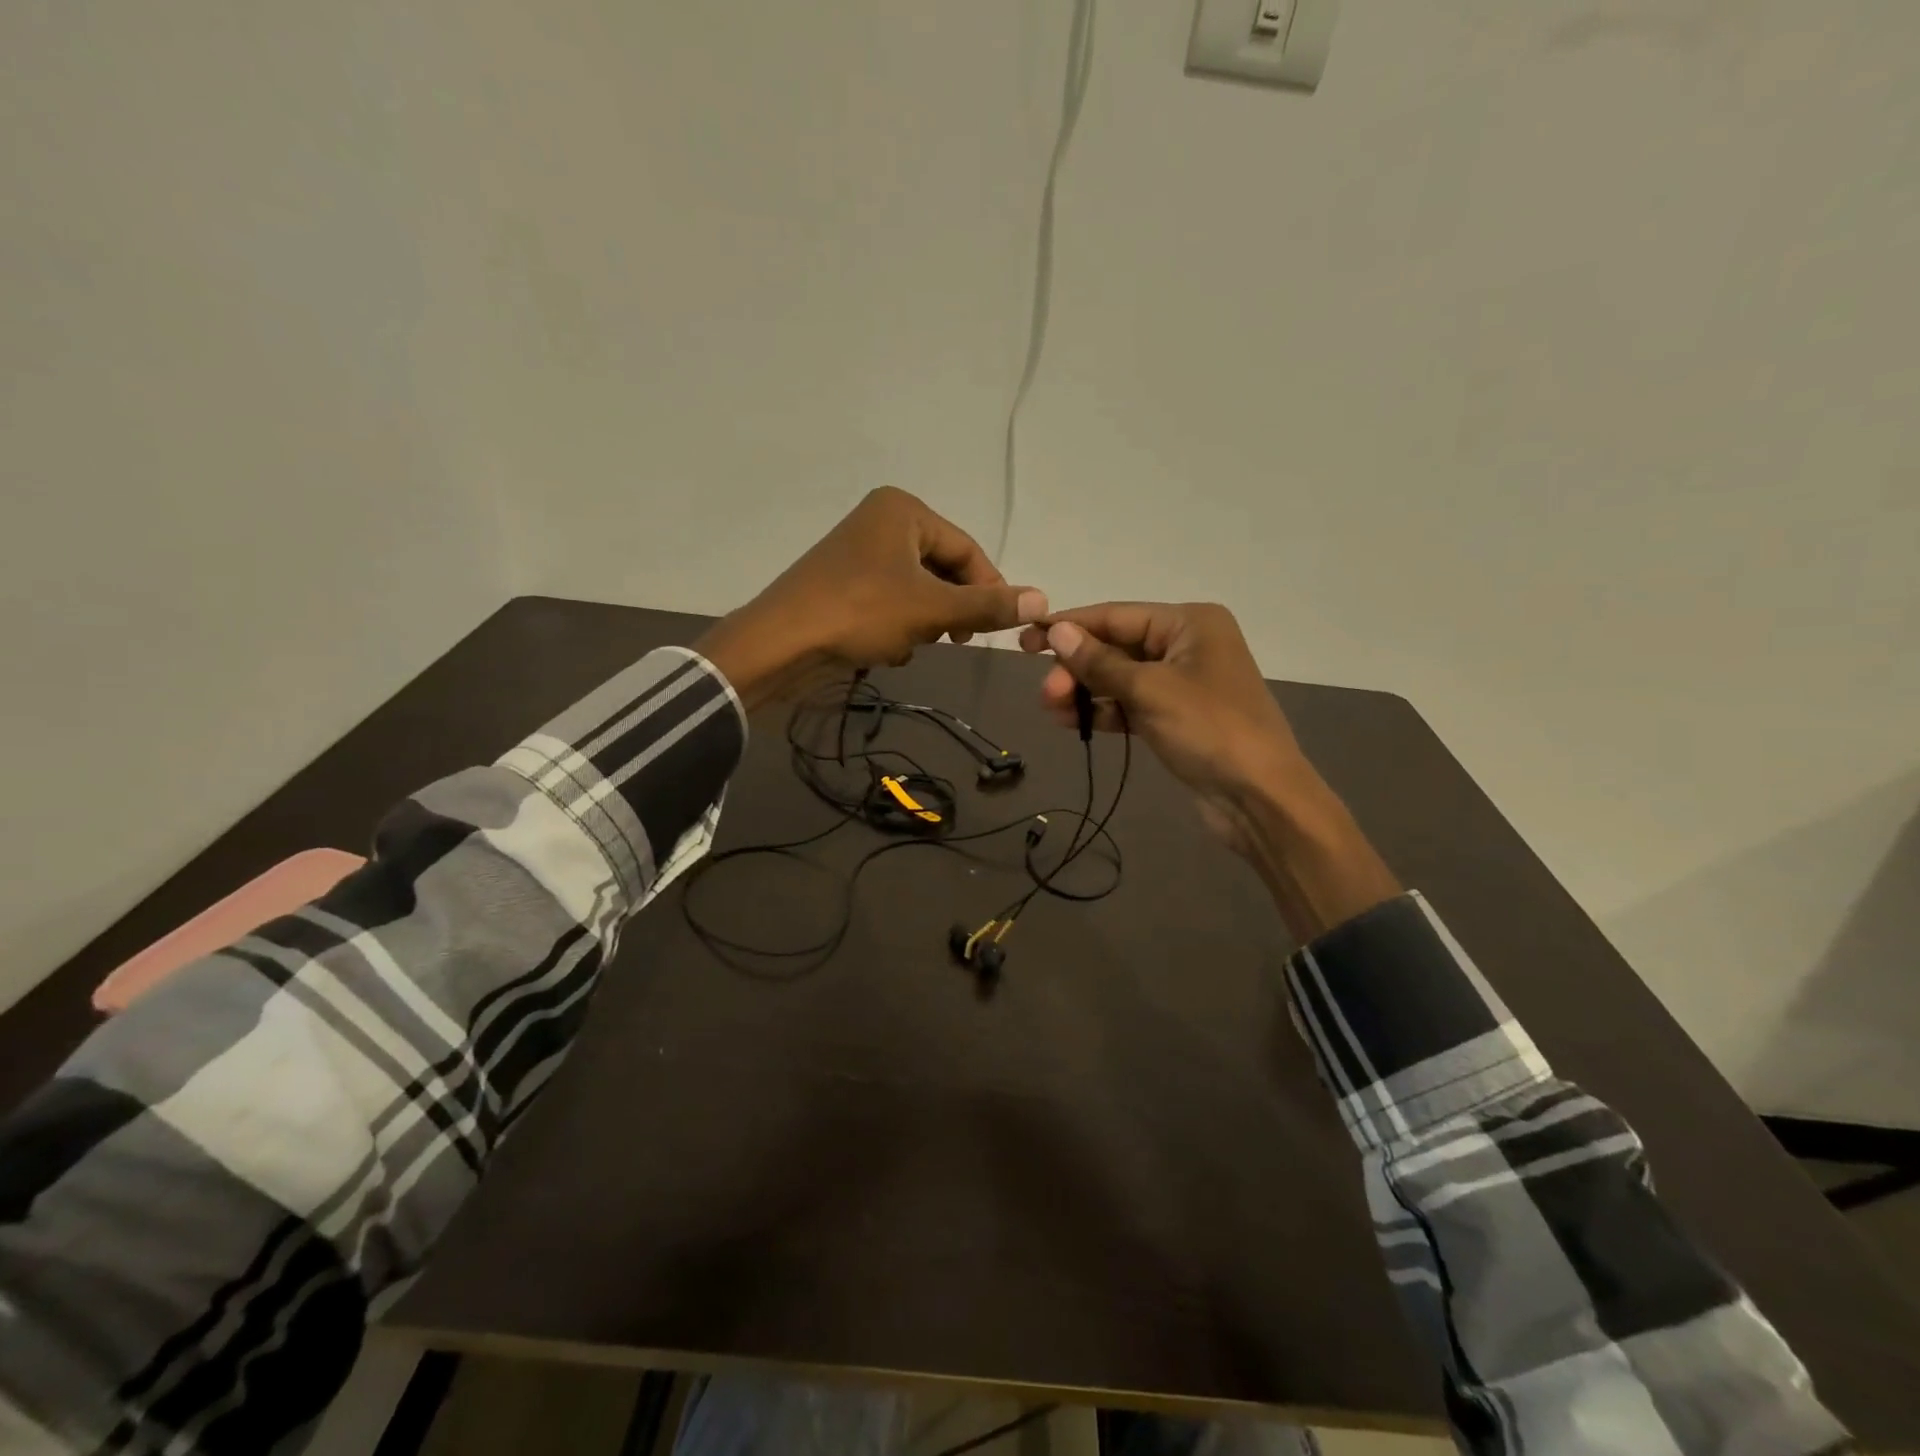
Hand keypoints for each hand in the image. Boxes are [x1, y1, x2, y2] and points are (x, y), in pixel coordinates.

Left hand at [697, 487, 1046, 707]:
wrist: (782, 642)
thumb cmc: (861, 612)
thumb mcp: (932, 608)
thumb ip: (987, 605)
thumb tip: (1042, 599)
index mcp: (903, 510)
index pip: (967, 549)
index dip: (989, 590)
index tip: (998, 627)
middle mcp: (881, 521)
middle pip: (941, 570)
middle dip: (948, 610)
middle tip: (951, 640)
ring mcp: (858, 552)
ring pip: (917, 591)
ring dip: (922, 623)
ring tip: (908, 644)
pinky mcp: (843, 583)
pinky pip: (889, 602)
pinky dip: (895, 627)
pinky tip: (883, 649)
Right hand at [1020, 601, 1399, 938]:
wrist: (1259, 798)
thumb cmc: (1209, 730)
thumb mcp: (1149, 690)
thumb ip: (1100, 661)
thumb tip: (1058, 631)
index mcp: (1190, 623)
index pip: (1116, 616)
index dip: (1070, 626)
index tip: (1026, 638)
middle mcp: (1188, 644)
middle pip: (1117, 647)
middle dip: (1078, 668)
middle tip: (1045, 694)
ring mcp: (1183, 683)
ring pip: (1121, 678)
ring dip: (1085, 691)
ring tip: (1051, 709)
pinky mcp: (1178, 717)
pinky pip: (1131, 704)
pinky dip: (1104, 711)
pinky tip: (1073, 722)